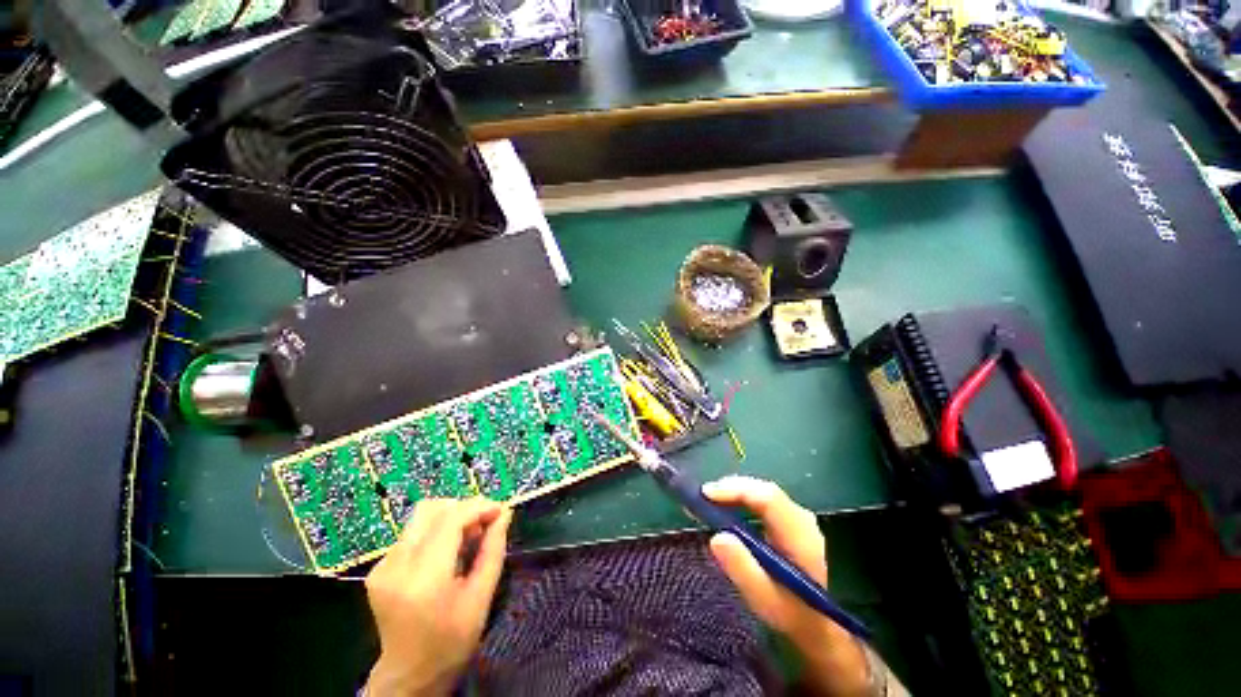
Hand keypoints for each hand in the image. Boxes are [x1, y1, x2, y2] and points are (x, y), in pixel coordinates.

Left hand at [365, 498, 512, 696]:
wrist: (409, 675)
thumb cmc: (451, 642)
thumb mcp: (481, 597)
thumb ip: (493, 550)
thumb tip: (505, 513)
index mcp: (423, 579)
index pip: (451, 520)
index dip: (479, 507)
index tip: (501, 511)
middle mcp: (396, 566)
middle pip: (431, 509)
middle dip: (463, 508)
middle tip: (484, 525)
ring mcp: (382, 566)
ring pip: (421, 517)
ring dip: (450, 518)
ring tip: (467, 539)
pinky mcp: (378, 568)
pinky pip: (412, 533)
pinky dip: (436, 532)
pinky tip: (447, 553)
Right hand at [703, 476, 871, 695]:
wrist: (819, 626)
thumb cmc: (791, 614)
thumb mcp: (765, 600)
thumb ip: (742, 569)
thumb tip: (716, 537)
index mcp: (800, 536)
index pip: (768, 498)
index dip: (735, 490)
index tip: (705, 494)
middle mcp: (802, 519)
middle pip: (763, 490)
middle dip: (730, 489)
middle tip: (701, 497)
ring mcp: (798, 518)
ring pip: (762, 493)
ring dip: (734, 493)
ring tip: (709, 502)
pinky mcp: (791, 522)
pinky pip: (763, 501)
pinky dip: (741, 500)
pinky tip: (726, 509)